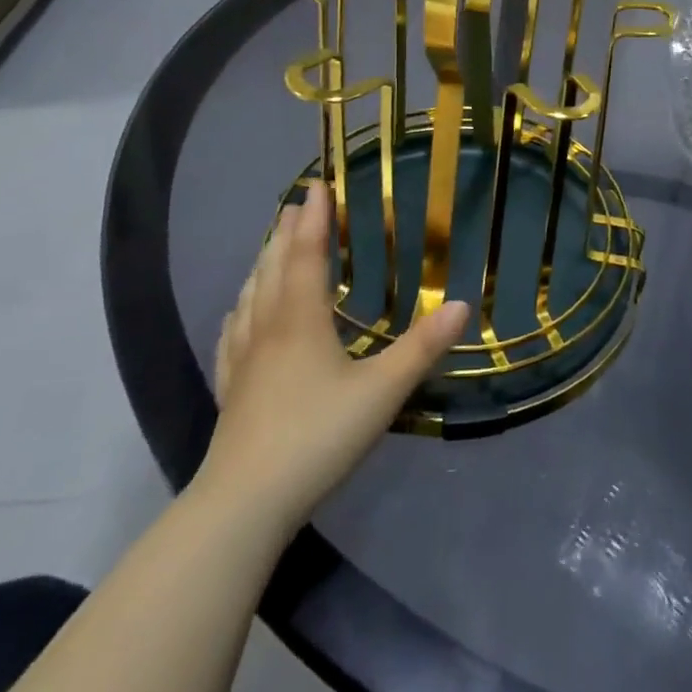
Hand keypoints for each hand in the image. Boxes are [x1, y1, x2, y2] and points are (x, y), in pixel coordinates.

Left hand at [202, 182, 468, 524]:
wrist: (244, 504)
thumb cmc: (317, 437)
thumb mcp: (382, 392)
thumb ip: (422, 348)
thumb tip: (462, 304)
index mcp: (300, 320)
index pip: (305, 254)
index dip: (312, 218)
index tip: (316, 186)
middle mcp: (267, 328)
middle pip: (273, 267)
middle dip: (285, 232)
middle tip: (295, 205)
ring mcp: (242, 360)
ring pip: (250, 296)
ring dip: (262, 263)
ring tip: (270, 247)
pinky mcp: (229, 389)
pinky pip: (232, 334)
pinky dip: (239, 310)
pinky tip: (237, 315)